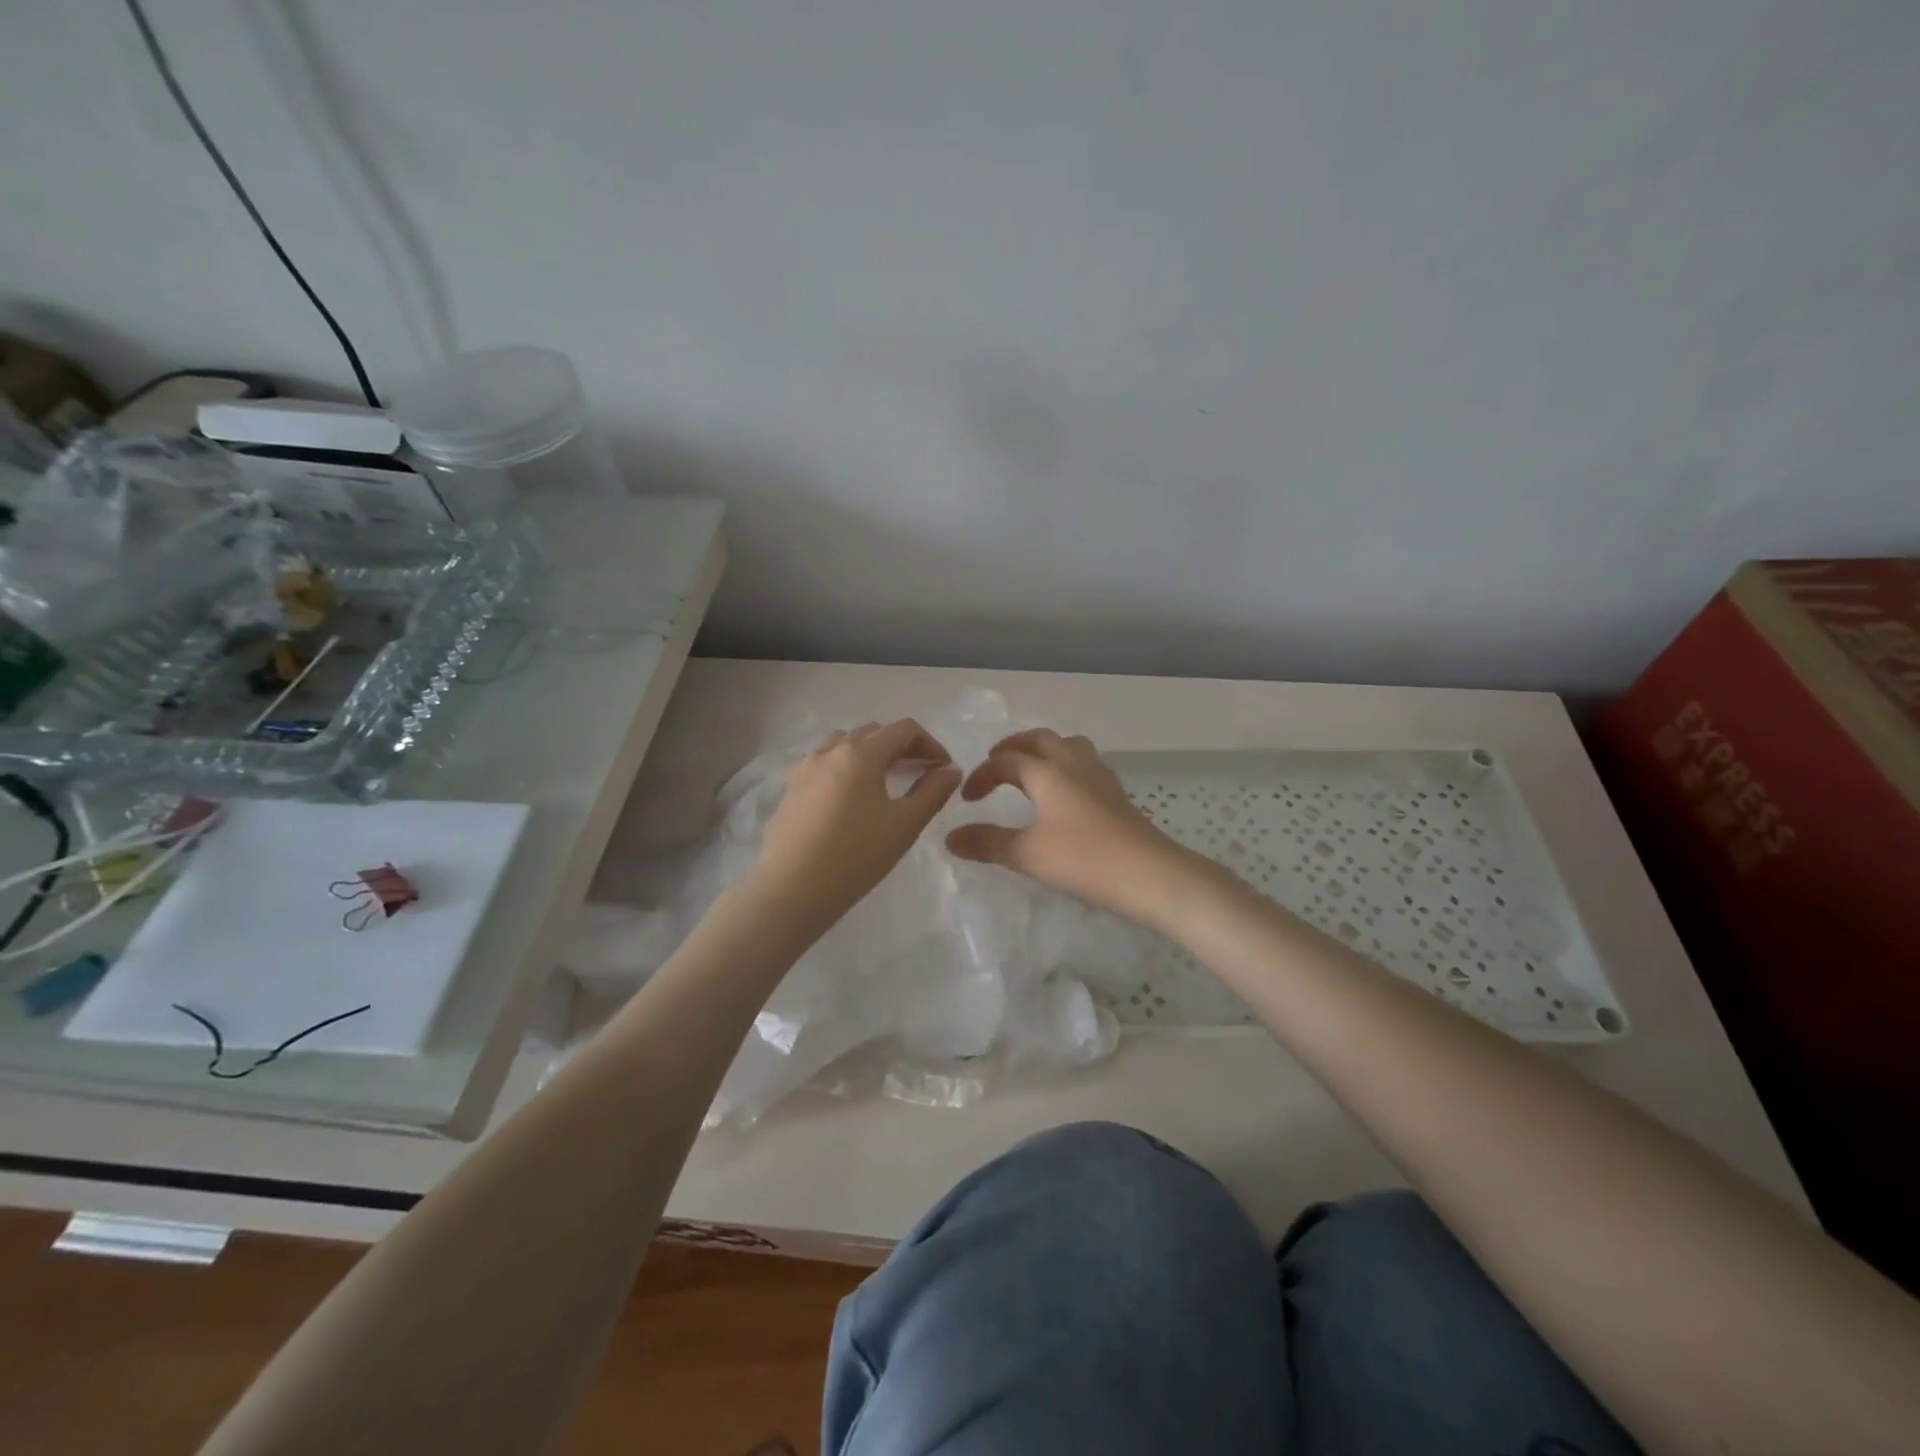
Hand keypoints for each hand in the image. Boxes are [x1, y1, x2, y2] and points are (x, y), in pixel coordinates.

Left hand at [751, 719, 962, 928]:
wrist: (791, 889)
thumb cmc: (855, 856)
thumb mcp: (904, 825)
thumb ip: (933, 792)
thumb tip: (950, 770)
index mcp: (861, 753)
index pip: (904, 730)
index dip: (931, 744)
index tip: (944, 770)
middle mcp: (831, 750)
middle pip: (874, 733)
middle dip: (902, 747)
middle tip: (920, 775)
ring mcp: (806, 768)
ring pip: (846, 744)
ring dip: (871, 754)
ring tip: (885, 783)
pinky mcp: (791, 788)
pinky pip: (825, 763)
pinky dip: (846, 768)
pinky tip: (851, 799)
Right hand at [945, 729, 1196, 927]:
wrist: (1149, 874)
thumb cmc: (1083, 859)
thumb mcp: (1026, 854)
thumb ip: (986, 842)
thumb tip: (950, 837)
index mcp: (1047, 771)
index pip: (1006, 760)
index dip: (982, 775)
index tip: (967, 799)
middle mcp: (1073, 763)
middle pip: (1039, 739)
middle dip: (1013, 747)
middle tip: (995, 763)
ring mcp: (1099, 776)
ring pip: (1068, 745)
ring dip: (1043, 750)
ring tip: (1030, 770)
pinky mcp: (1116, 793)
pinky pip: (1084, 763)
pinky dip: (1065, 765)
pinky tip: (1065, 793)